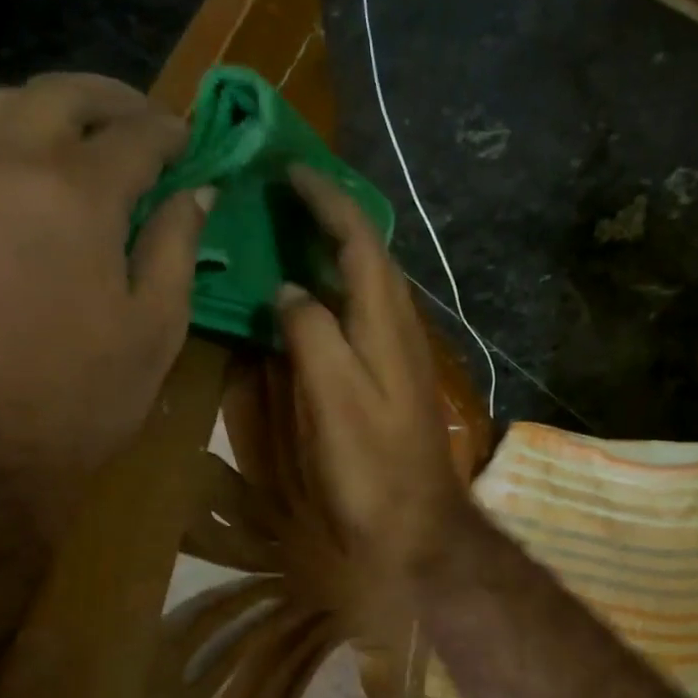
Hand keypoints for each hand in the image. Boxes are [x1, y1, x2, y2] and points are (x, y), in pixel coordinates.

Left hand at [0, 73, 209, 527]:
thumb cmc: (82, 396)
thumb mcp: (156, 326)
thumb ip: (177, 246)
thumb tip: (197, 193)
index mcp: (75, 195)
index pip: (134, 136)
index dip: (171, 133)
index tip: (194, 140)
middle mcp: (4, 166)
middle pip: (60, 96)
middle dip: (113, 99)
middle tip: (148, 122)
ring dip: (51, 106)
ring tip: (87, 136)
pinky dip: (7, 134)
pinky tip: (34, 173)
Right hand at [275, 165, 467, 597]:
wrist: (415, 526)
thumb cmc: (372, 467)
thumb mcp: (335, 397)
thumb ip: (312, 335)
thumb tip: (287, 292)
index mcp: (386, 322)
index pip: (360, 240)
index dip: (327, 201)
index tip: (288, 171)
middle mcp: (398, 326)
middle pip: (368, 254)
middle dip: (330, 215)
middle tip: (281, 192)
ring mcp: (397, 352)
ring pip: (366, 283)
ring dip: (331, 250)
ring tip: (287, 229)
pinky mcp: (390, 376)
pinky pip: (359, 313)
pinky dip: (332, 290)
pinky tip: (306, 297)